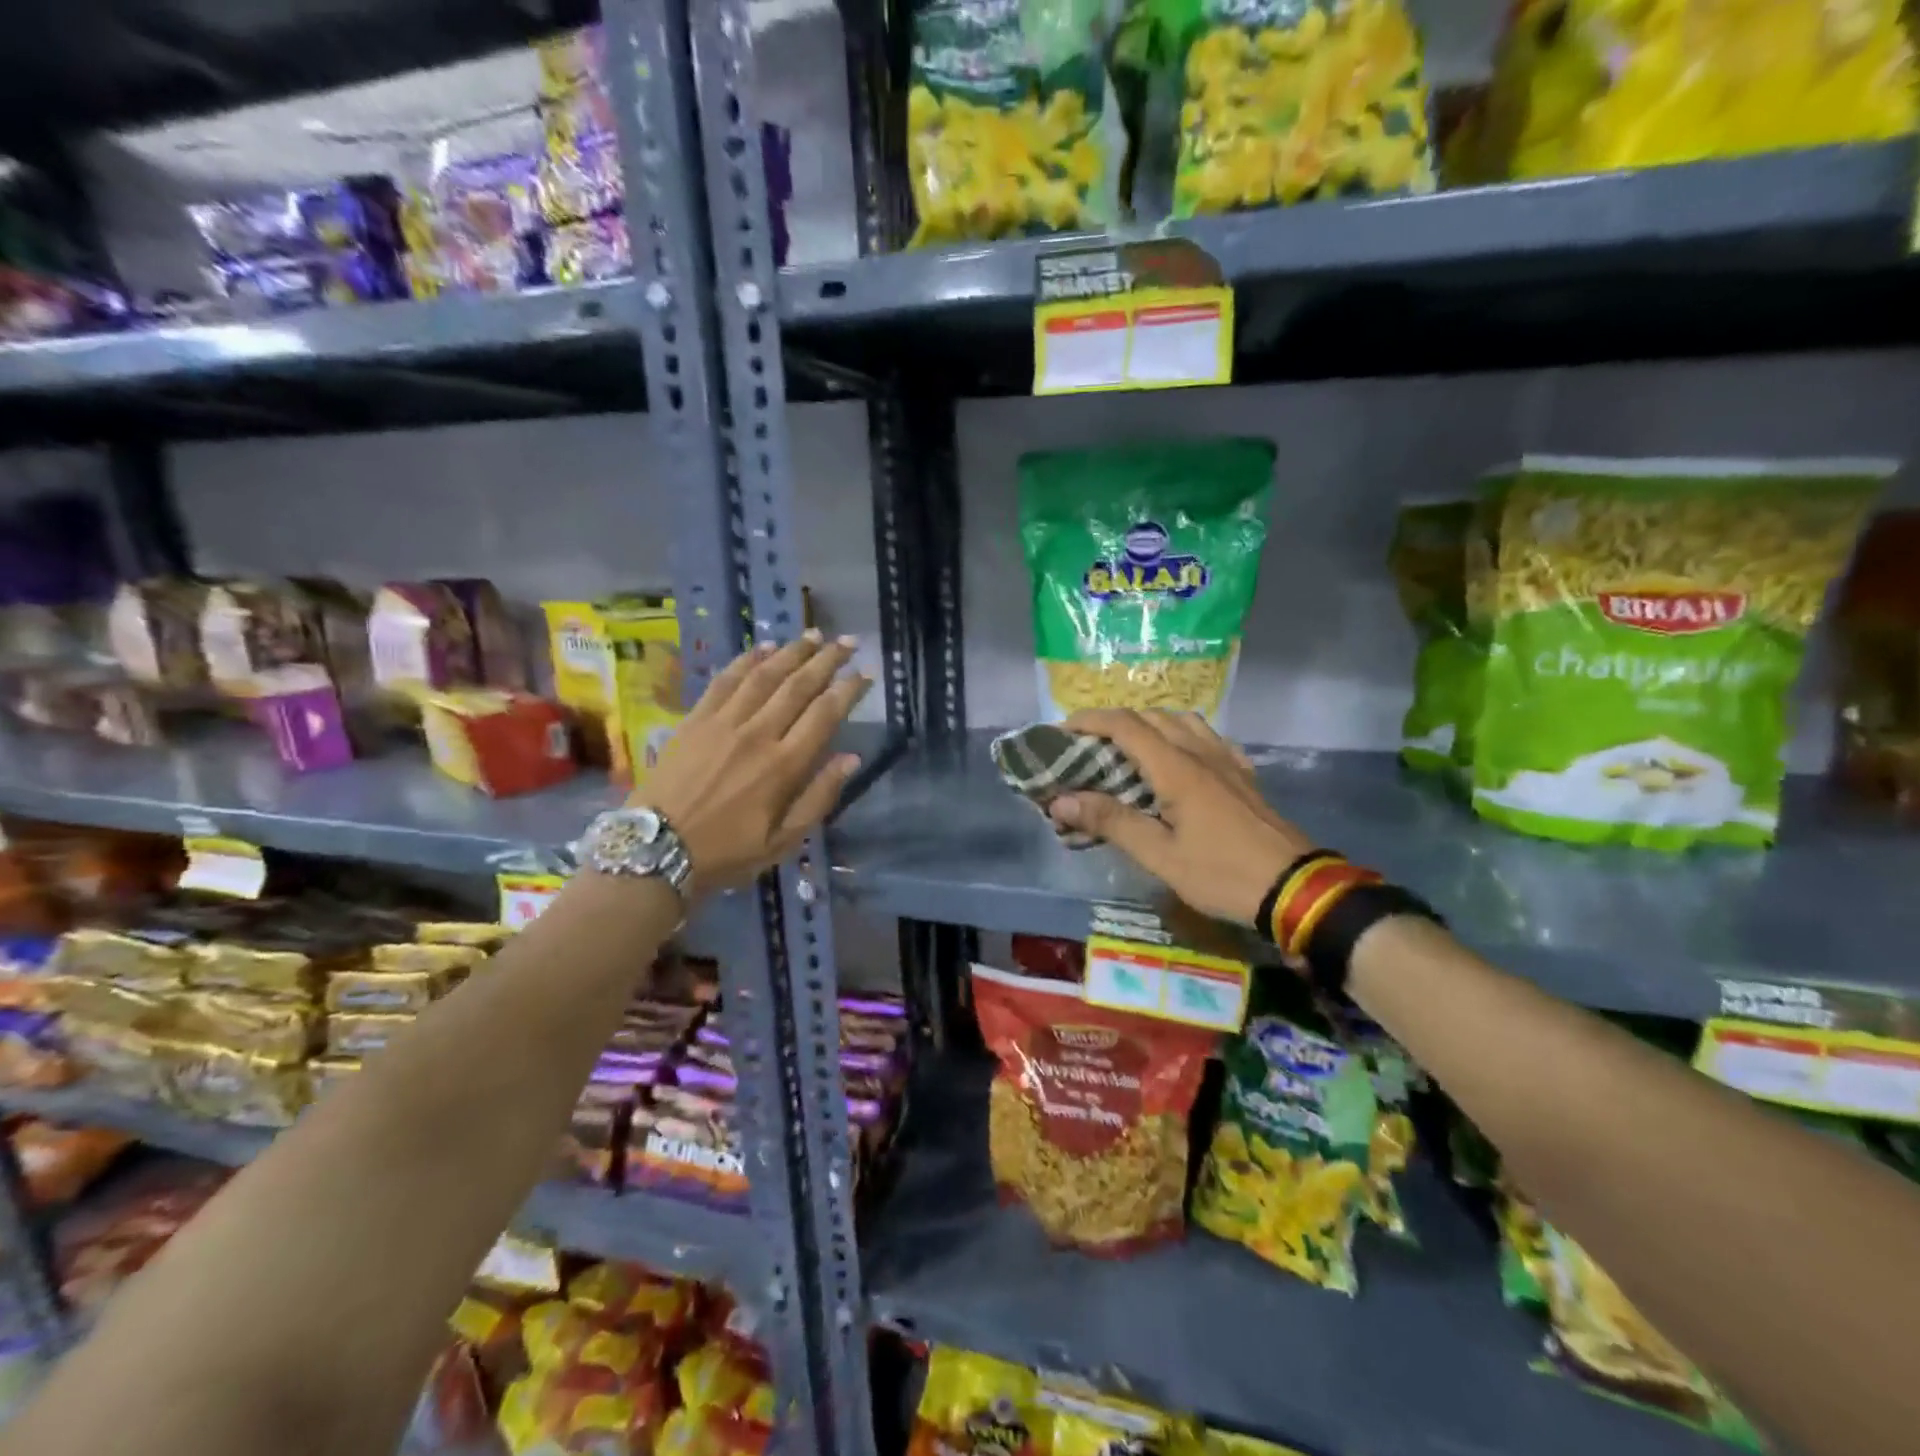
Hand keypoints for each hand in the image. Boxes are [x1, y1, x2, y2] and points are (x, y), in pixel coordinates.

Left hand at [637, 631, 869, 898]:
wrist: (656, 849)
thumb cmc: (727, 852)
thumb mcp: (784, 841)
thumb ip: (819, 798)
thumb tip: (851, 759)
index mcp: (784, 766)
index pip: (825, 714)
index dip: (849, 690)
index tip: (866, 673)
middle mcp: (758, 734)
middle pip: (798, 685)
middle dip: (827, 660)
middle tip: (848, 641)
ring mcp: (723, 722)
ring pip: (764, 675)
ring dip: (792, 652)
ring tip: (814, 636)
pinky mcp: (696, 719)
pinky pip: (726, 680)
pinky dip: (747, 660)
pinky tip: (763, 648)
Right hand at [1048, 709, 1311, 926]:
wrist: (1295, 889)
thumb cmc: (1222, 874)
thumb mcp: (1160, 856)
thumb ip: (1111, 822)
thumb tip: (1060, 800)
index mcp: (1176, 768)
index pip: (1125, 725)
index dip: (1089, 720)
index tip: (1061, 731)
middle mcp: (1201, 753)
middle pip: (1152, 717)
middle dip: (1114, 722)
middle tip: (1088, 744)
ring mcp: (1227, 761)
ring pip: (1182, 722)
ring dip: (1149, 724)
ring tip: (1128, 749)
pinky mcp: (1243, 775)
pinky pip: (1208, 738)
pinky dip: (1182, 736)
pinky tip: (1179, 758)